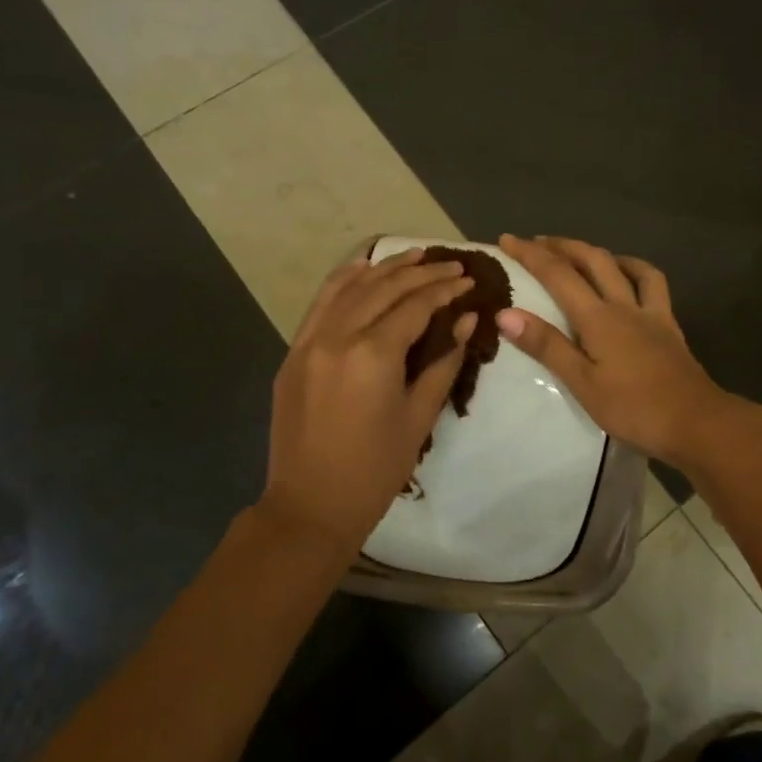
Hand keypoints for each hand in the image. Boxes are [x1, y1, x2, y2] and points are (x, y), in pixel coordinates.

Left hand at [260, 248, 476, 553]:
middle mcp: (338, 336)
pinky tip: (363, 269)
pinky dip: (344, 281)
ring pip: (349, 287)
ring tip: (414, 256)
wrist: (311, 506)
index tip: (468, 280)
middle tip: (450, 265)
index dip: (444, 289)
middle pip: (383, 288)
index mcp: (373, 354)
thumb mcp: (419, 416)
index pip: (415, 305)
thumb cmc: (376, 469)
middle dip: (421, 273)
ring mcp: (309, 341)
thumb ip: (444, 361)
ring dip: (383, 268)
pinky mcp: (293, 353)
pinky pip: (321, 304)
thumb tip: (466, 319)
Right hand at [495, 235, 739, 466]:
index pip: (558, 275)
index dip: (531, 254)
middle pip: (592, 260)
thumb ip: (547, 346)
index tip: (506, 239)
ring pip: (624, 266)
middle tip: (536, 241)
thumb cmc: (634, 409)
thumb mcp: (582, 383)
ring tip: (580, 253)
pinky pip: (653, 284)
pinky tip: (628, 276)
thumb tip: (506, 313)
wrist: (697, 423)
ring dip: (598, 252)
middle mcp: (624, 305)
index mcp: (598, 318)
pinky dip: (635, 270)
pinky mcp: (668, 325)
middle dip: (561, 246)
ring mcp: (651, 313)